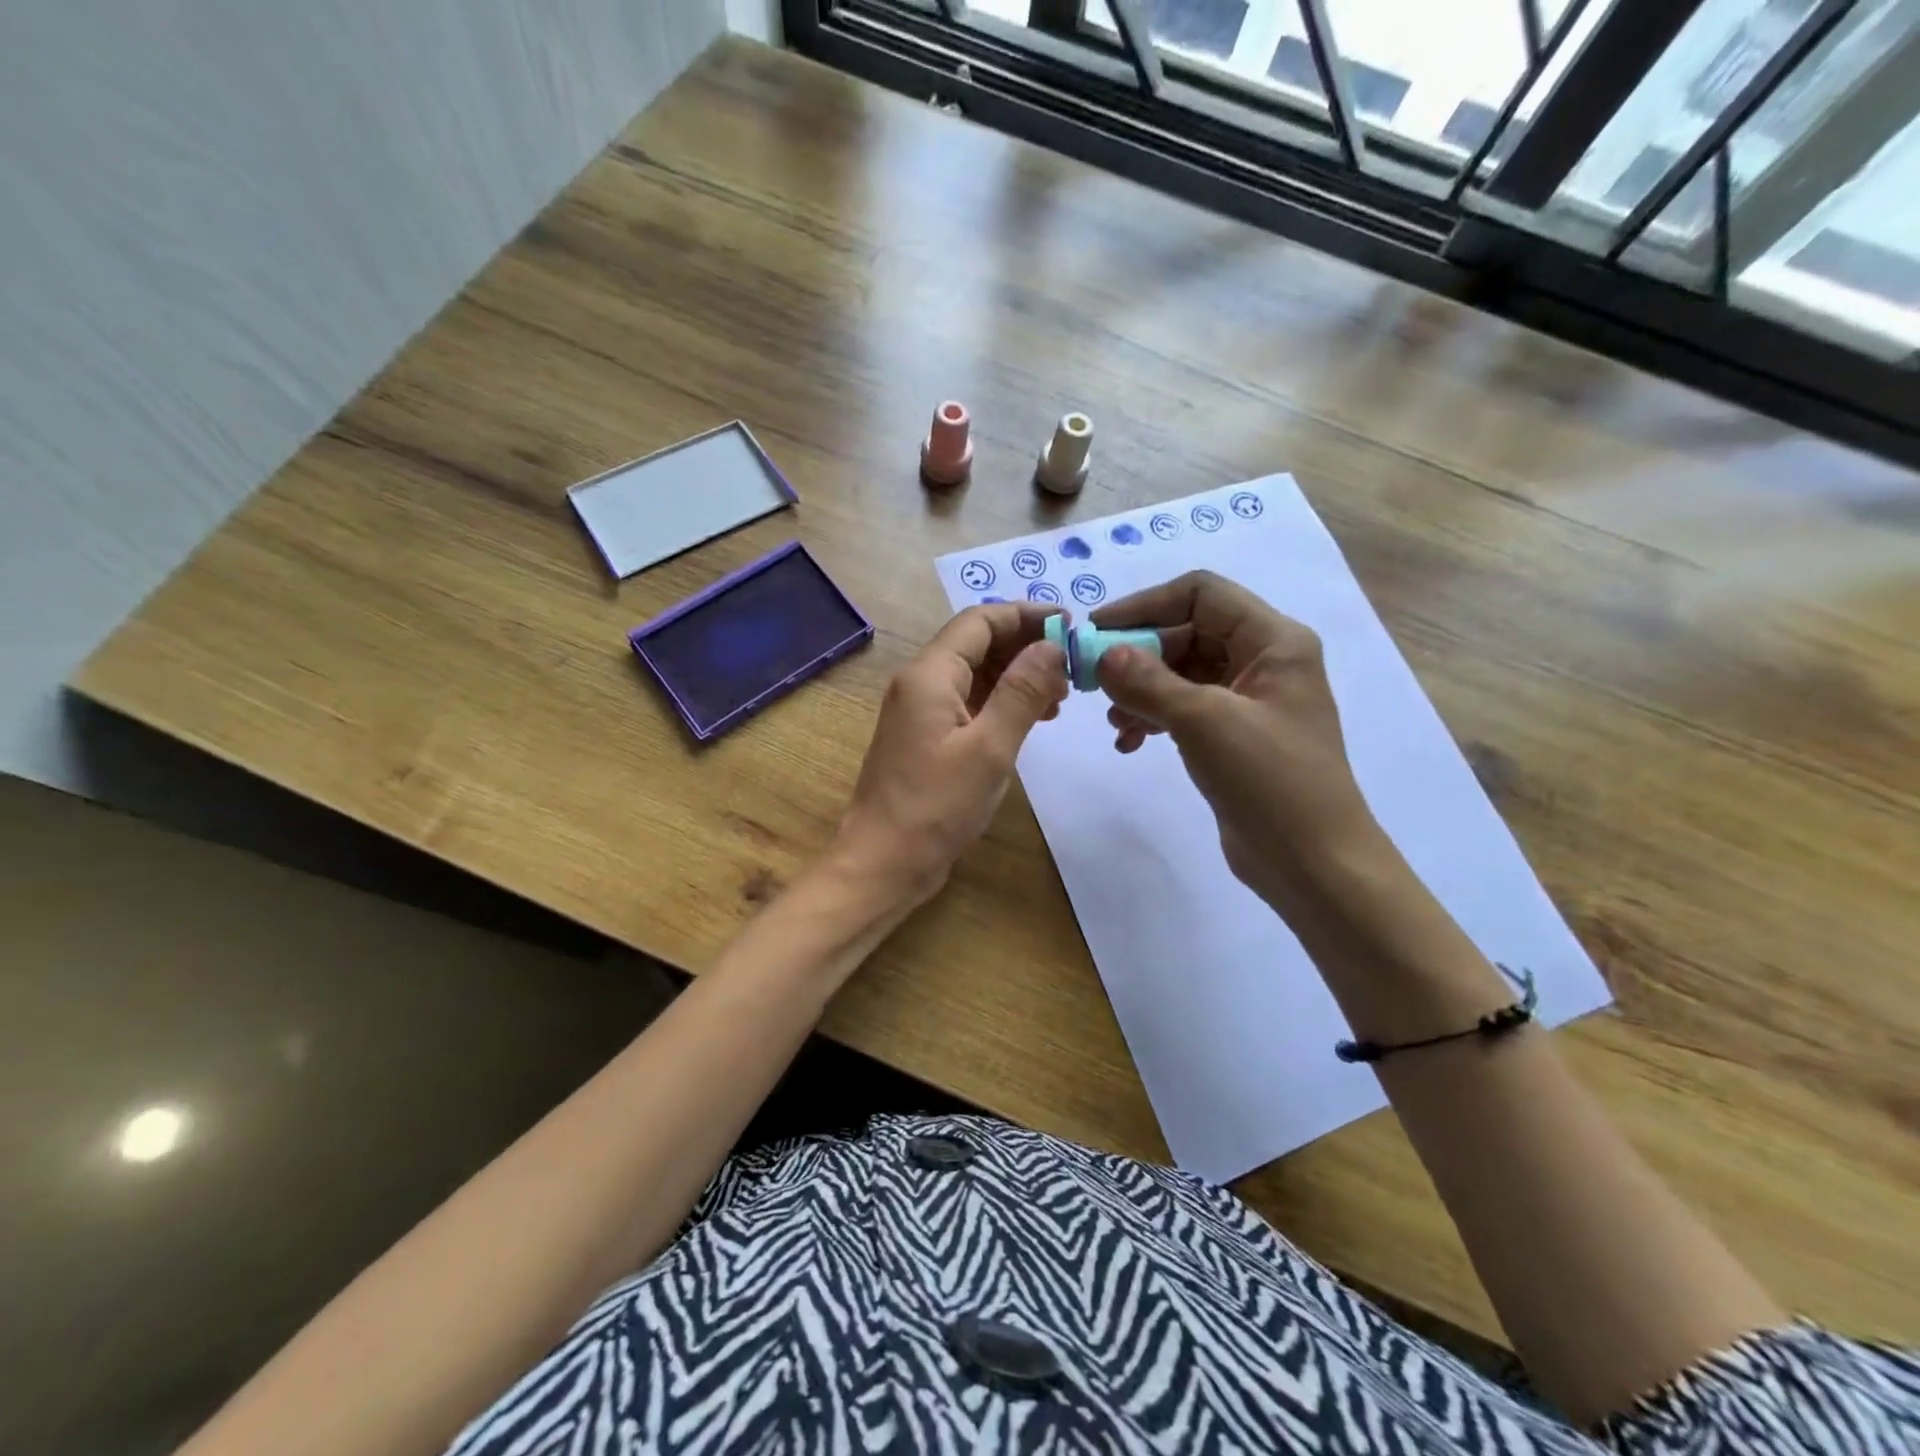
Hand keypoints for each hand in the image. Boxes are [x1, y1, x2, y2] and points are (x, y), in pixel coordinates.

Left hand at [836, 603, 1066, 905]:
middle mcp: (920, 683)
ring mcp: (920, 712)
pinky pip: (968, 704)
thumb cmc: (936, 807)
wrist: (883, 863)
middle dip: (1025, 647)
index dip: (1026, 615)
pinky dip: (1001, 703)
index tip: (1071, 625)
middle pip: (976, 644)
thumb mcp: (990, 748)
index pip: (980, 620)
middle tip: (1073, 666)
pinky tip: (1032, 720)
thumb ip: (1022, 692)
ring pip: (974, 675)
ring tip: (1061, 697)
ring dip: (1016, 677)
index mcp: (930, 675)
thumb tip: (1052, 646)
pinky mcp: (926, 738)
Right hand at [1092, 571, 1385, 913]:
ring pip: (1181, 673)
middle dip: (1138, 655)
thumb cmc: (1269, 780)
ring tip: (1114, 721)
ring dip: (1141, 689)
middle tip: (1094, 682)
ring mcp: (1249, 701)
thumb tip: (1102, 654)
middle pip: (1187, 632)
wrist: (1313, 864)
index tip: (1096, 631)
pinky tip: (1129, 743)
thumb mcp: (1204, 722)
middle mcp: (1263, 661)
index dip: (1145, 605)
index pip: (1201, 594)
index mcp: (1273, 641)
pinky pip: (1185, 709)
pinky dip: (1154, 718)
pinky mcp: (1234, 736)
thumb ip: (1148, 681)